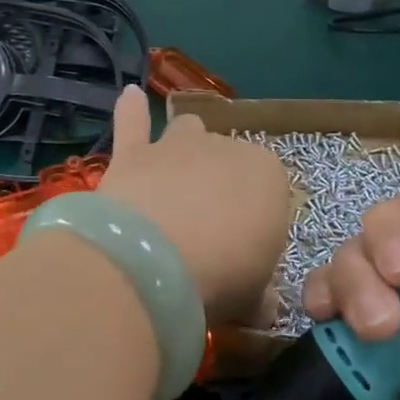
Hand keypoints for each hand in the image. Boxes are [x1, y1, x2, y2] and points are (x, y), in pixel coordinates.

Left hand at [98, 86, 291, 328]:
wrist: (153, 262)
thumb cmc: (221, 277)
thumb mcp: (255, 298)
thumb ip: (260, 294)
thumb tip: (262, 304)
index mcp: (269, 176)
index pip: (270, 192)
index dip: (257, 223)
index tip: (244, 255)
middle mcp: (226, 148)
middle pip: (227, 162)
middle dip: (221, 188)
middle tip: (207, 235)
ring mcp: (176, 145)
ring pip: (187, 131)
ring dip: (184, 148)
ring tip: (176, 176)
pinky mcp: (133, 153)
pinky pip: (132, 121)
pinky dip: (130, 110)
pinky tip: (130, 95)